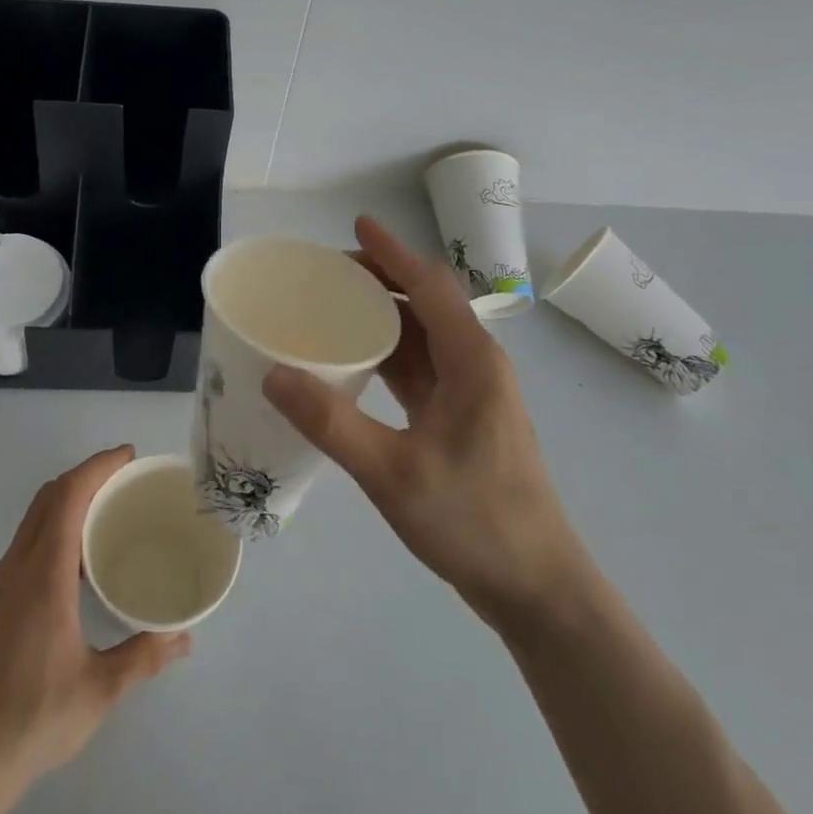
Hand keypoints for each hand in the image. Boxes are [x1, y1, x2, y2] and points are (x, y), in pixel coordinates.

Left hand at [0, 448, 188, 813]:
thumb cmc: (33, 720)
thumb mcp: (99, 690)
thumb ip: (143, 657)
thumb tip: (184, 638)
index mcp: (42, 575)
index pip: (68, 496)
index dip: (97, 467)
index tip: (126, 455)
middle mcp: (12, 570)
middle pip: (46, 499)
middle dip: (83, 477)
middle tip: (120, 481)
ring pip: (28, 525)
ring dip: (63, 507)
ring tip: (99, 522)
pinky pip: (18, 552)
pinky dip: (46, 537)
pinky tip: (66, 574)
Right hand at [264, 217, 582, 629]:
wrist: (538, 590)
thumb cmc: (475, 522)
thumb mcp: (393, 474)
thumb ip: (332, 423)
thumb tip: (274, 374)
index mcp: (471, 359)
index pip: (427, 285)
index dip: (391, 251)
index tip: (355, 224)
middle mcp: (475, 363)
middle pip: (425, 301)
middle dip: (380, 278)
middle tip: (325, 275)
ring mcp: (471, 391)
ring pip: (423, 334)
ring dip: (382, 315)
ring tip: (331, 308)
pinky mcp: (462, 416)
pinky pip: (421, 366)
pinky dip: (388, 352)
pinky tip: (353, 362)